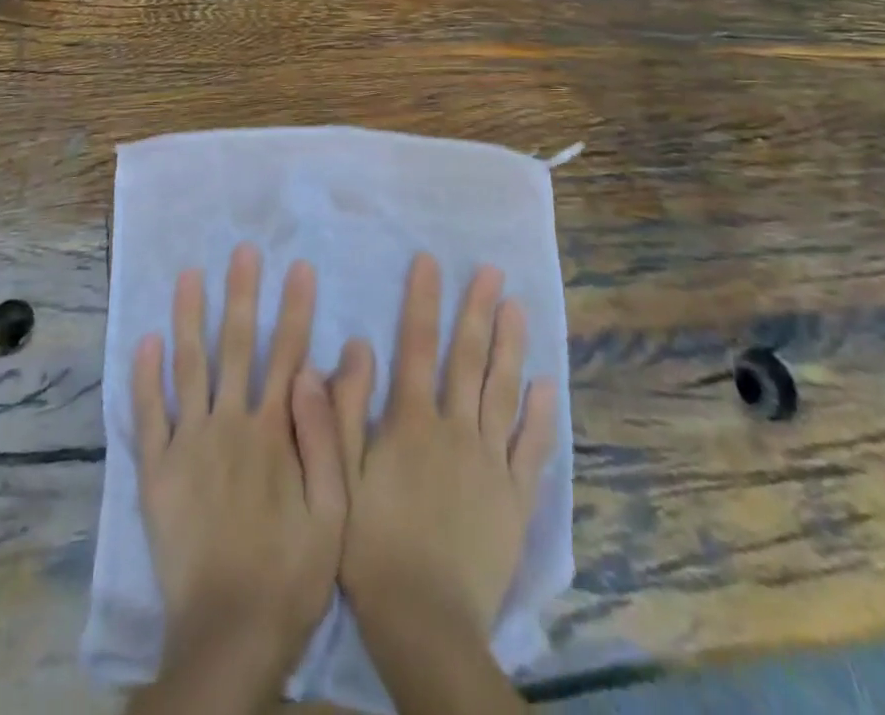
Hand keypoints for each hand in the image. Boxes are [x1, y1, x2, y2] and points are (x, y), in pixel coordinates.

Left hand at [130, 244, 345, 705]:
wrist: (229, 636)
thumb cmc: (291, 573)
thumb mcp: (334, 509)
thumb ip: (330, 435)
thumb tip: (330, 367)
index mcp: (273, 431)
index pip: (288, 354)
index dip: (295, 308)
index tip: (299, 267)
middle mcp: (229, 424)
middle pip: (236, 346)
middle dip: (241, 294)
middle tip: (242, 250)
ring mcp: (188, 444)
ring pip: (187, 366)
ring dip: (189, 317)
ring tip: (189, 275)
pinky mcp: (156, 471)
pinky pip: (147, 415)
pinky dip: (144, 376)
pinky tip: (145, 340)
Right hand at [332, 253, 556, 639]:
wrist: (424, 623)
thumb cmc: (370, 546)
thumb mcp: (339, 476)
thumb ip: (341, 411)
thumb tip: (353, 347)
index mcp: (412, 422)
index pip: (417, 345)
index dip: (423, 299)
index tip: (430, 261)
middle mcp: (456, 430)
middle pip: (468, 359)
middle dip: (477, 310)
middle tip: (491, 271)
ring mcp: (491, 463)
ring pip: (503, 392)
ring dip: (510, 346)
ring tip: (518, 307)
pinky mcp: (515, 499)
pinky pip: (532, 449)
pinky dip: (539, 415)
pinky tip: (545, 385)